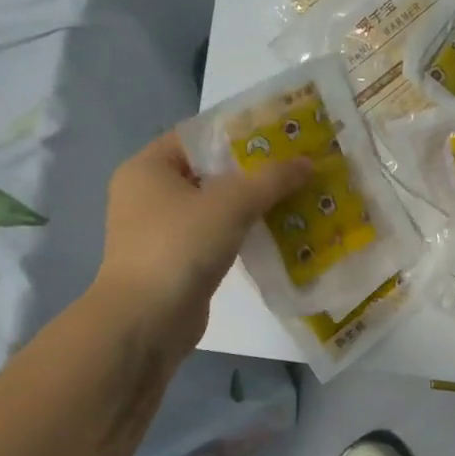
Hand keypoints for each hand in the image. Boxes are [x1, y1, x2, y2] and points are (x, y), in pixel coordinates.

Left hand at [95, 130, 309, 361]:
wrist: (146, 322)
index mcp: (148, 168)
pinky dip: (242, 232)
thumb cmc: (179, 247)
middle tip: (296, 165)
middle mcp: (148, 194)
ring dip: (251, 203)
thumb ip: (271, 180)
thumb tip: (308, 162)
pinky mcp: (176, 260)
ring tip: (295, 195)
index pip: (197, 136)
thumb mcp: (231, 204)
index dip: (238, 133)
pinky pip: (215, 235)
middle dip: (252, 171)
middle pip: (209, 171)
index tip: (280, 135)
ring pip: (215, 206)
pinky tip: (278, 231)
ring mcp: (160, 230)